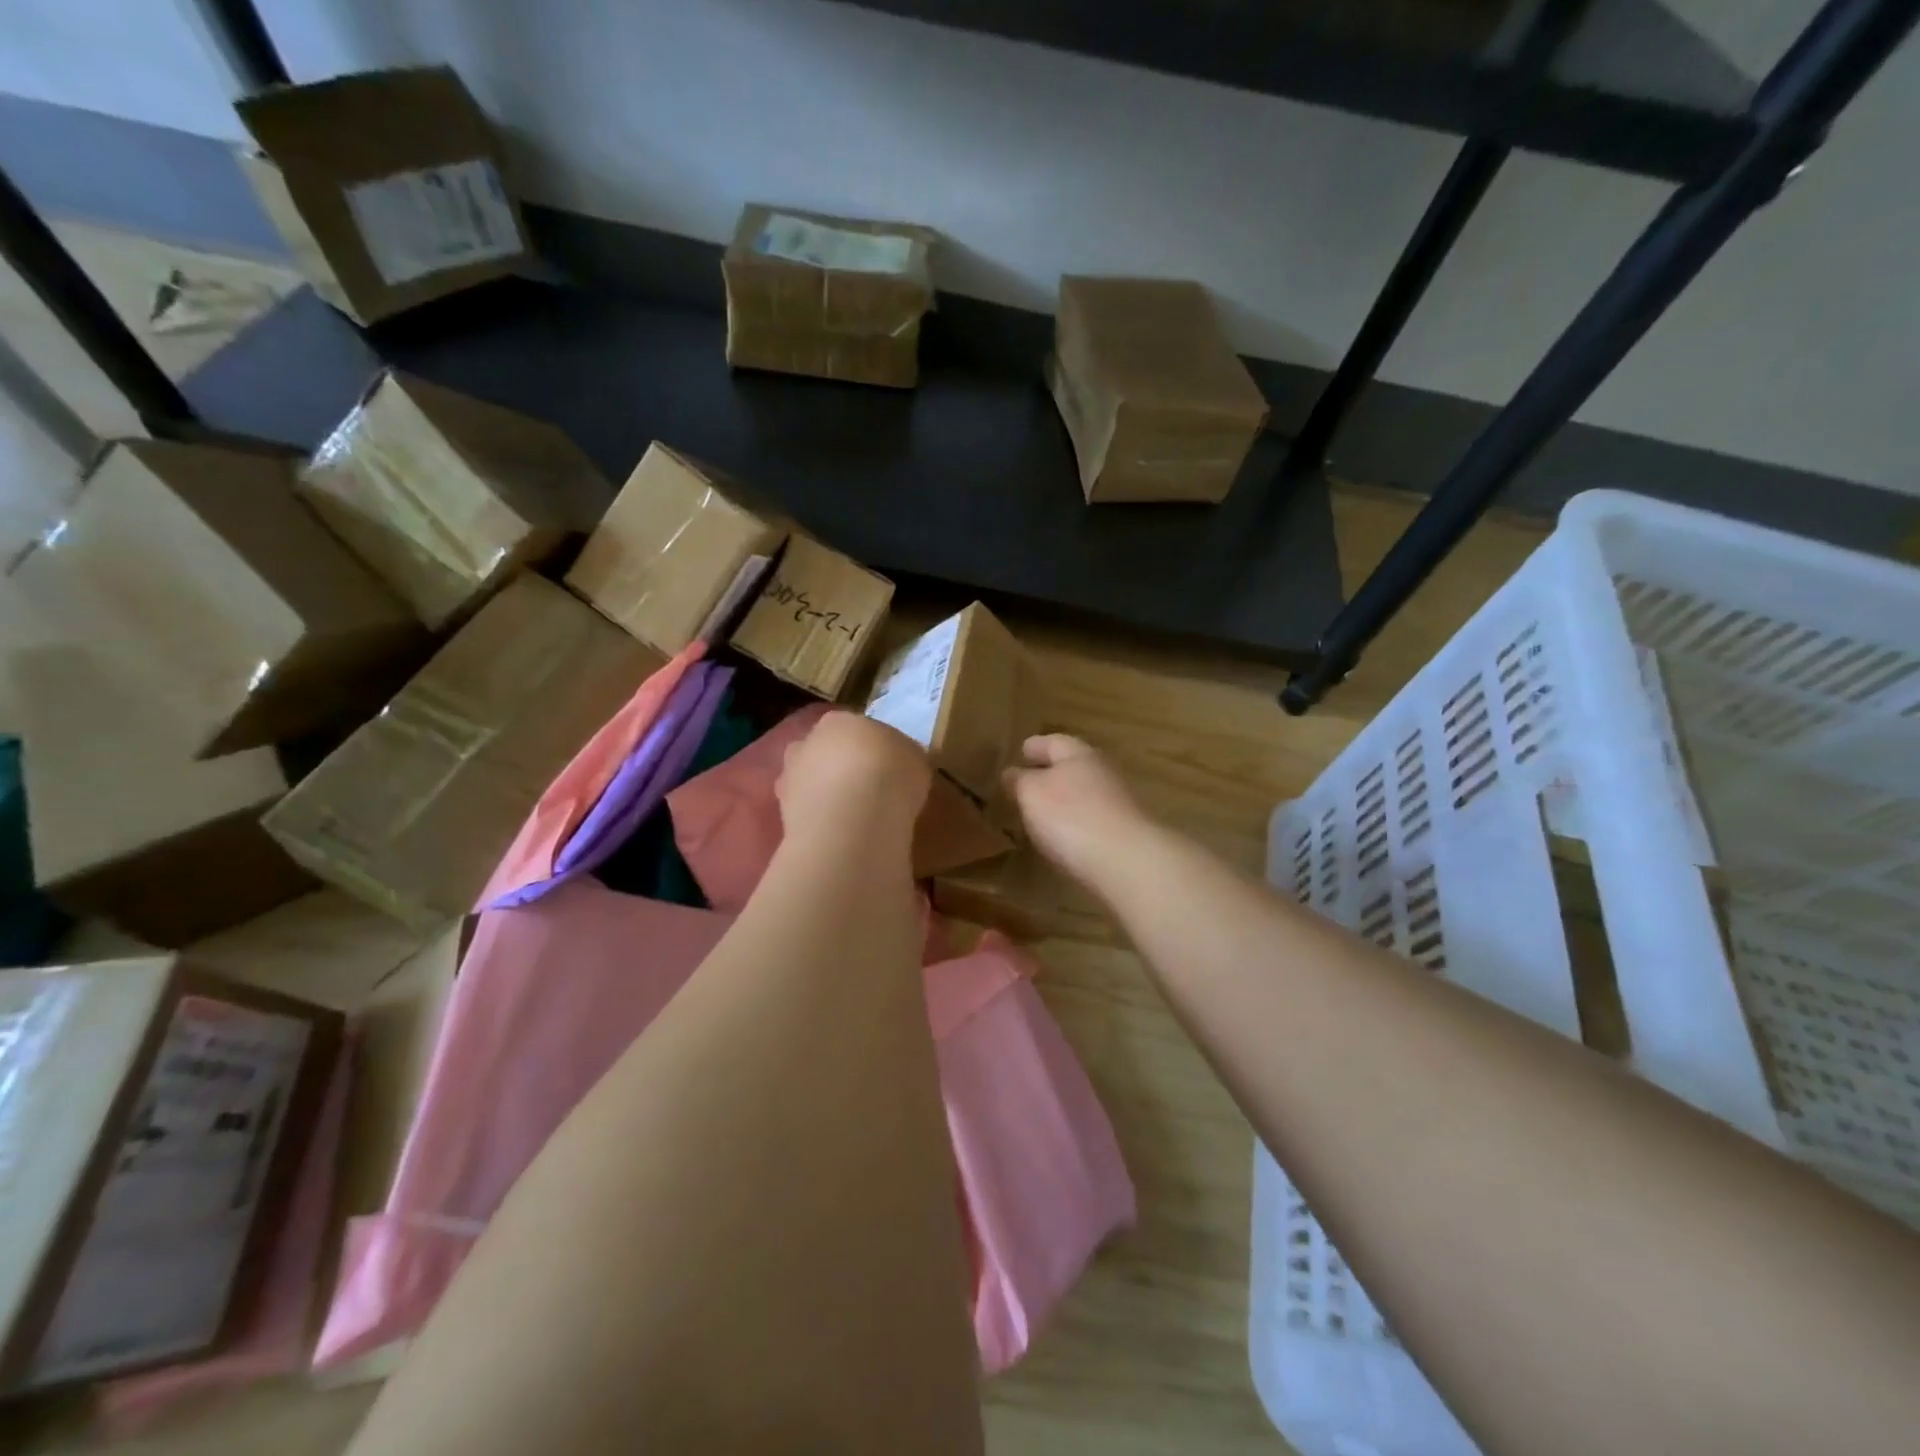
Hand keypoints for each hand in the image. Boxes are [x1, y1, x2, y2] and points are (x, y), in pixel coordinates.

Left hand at [778, 711, 930, 851]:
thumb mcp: (915, 759)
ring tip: (854, 820)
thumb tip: (896, 764)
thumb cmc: (891, 774)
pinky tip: (841, 837)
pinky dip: (820, 824)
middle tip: (866, 791)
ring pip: (809, 784)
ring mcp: (789, 779)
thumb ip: (900, 757)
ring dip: (826, 797)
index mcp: (839, 720)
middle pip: (823, 753)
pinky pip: (806, 816)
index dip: (869, 748)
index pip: (853, 729)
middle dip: (839, 769)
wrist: (855, 818)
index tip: (886, 768)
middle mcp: (806, 743)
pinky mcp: (783, 815)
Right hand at [1003, 734, 1151, 887]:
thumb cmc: (1071, 817)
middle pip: (1074, 765)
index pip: (1054, 742)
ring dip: (1065, 798)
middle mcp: (1103, 772)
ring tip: (1042, 811)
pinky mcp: (1125, 832)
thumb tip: (1012, 772)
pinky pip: (1093, 818)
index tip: (1021, 750)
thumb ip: (1020, 781)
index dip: (1036, 746)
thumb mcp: (1032, 794)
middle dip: (1051, 771)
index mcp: (1079, 755)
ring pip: (1085, 792)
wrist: (1126, 861)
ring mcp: (1119, 802)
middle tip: (1028, 781)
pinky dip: (1077, 821)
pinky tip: (1065, 835)